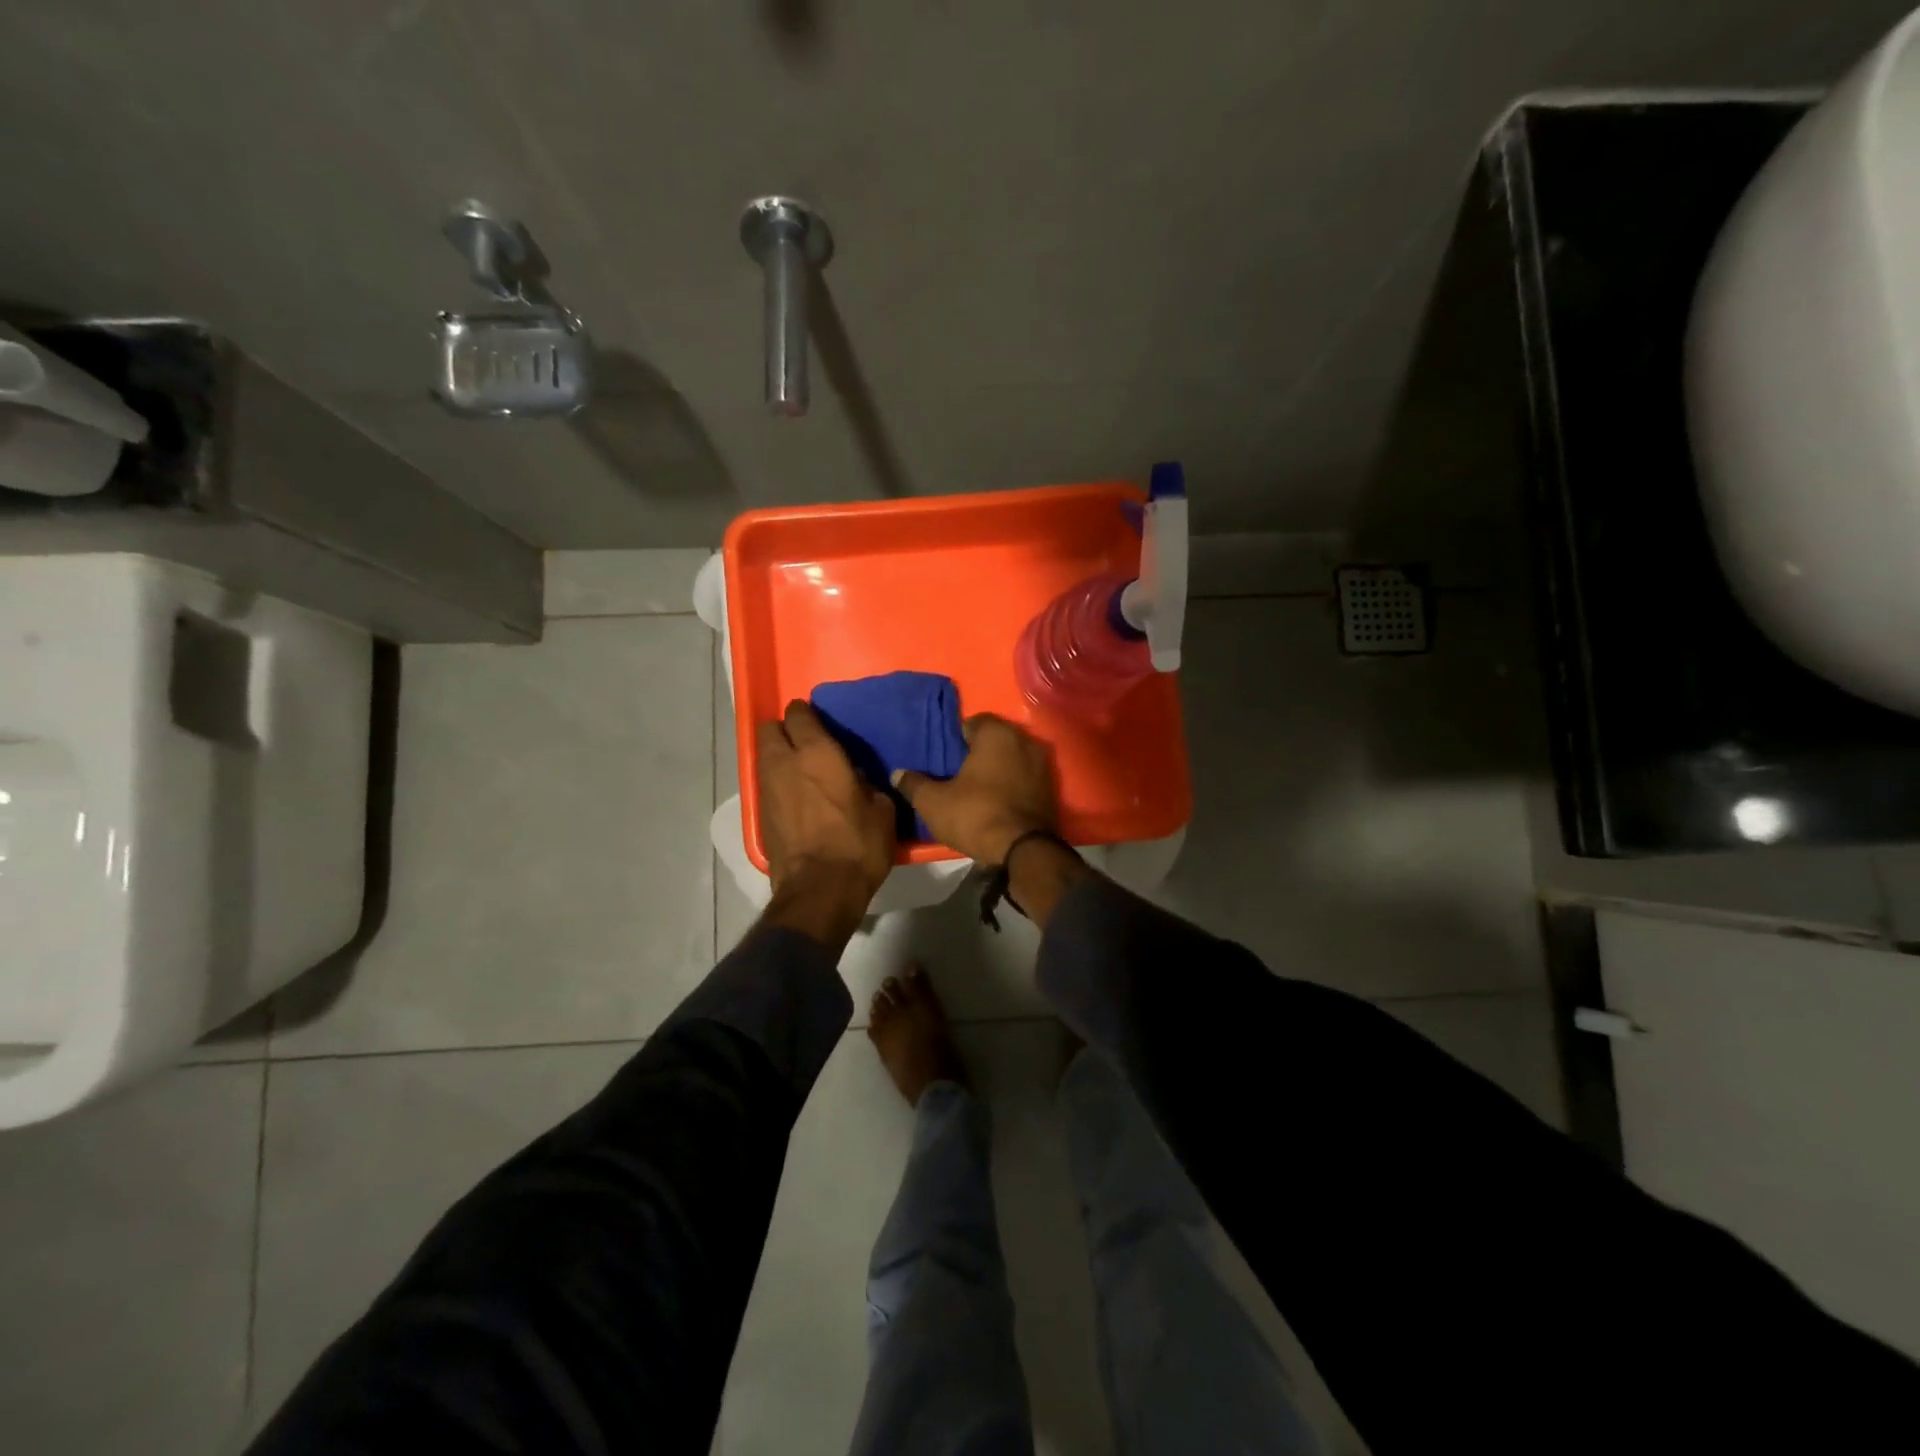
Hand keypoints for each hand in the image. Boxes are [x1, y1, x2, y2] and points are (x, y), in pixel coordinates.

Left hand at [758, 700, 897, 904]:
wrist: (820, 891)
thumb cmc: (858, 844)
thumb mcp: (882, 810)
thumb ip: (868, 784)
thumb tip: (858, 780)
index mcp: (817, 753)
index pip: (800, 714)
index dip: (807, 713)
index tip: (819, 721)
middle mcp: (785, 763)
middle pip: (769, 729)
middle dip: (784, 730)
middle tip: (806, 742)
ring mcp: (767, 789)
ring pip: (764, 756)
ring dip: (779, 756)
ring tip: (801, 771)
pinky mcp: (761, 815)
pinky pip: (766, 784)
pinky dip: (778, 784)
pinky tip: (796, 798)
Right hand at [893, 714, 1057, 865]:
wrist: (1024, 850)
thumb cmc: (976, 815)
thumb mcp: (934, 802)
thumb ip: (914, 784)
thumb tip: (898, 773)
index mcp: (997, 734)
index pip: (972, 722)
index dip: (956, 738)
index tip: (945, 758)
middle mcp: (1024, 740)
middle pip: (995, 739)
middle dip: (978, 753)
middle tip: (957, 773)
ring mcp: (1042, 765)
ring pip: (1012, 759)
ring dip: (997, 769)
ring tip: (976, 789)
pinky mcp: (1051, 789)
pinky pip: (1024, 778)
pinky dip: (1012, 785)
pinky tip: (997, 802)